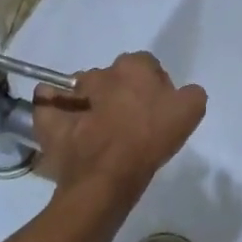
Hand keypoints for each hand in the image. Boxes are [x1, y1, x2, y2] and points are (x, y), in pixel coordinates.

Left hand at [32, 51, 205, 206]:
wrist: (106, 176)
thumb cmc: (150, 141)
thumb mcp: (191, 113)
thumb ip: (191, 93)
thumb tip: (181, 92)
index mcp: (134, 66)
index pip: (147, 65)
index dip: (154, 86)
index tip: (156, 110)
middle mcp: (100, 72)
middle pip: (114, 77)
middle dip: (120, 93)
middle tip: (129, 122)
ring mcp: (71, 92)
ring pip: (83, 89)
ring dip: (90, 102)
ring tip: (98, 132)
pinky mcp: (49, 115)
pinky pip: (50, 103)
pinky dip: (56, 110)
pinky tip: (68, 127)